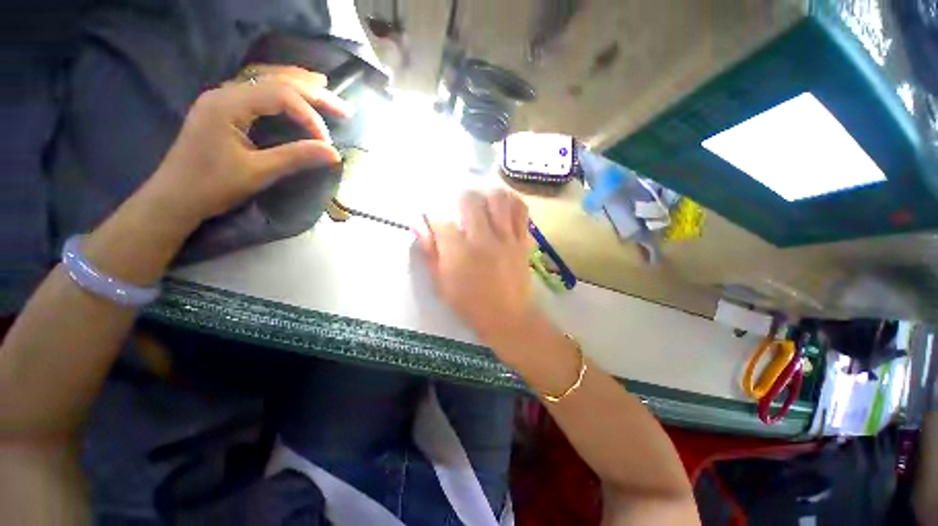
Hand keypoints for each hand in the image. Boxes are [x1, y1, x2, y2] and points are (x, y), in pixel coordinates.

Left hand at [143, 65, 352, 228]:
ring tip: (324, 87)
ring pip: (265, 80)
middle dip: (313, 92)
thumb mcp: (258, 173)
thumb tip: (334, 153)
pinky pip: (257, 90)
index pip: (280, 95)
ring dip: (297, 83)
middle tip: (343, 108)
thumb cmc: (212, 186)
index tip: (326, 143)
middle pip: (275, 80)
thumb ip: (296, 157)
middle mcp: (224, 92)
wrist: (175, 197)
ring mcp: (222, 99)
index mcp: (228, 104)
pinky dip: (281, 89)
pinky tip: (294, 93)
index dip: (309, 116)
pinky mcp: (224, 110)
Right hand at [416, 188, 535, 346]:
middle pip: (470, 200)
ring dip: (487, 194)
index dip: (434, 216)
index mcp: (459, 253)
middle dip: (460, 197)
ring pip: (498, 199)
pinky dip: (511, 202)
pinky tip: (503, 204)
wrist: (507, 317)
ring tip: (482, 200)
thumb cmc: (470, 304)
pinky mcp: (522, 241)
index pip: (442, 221)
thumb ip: (430, 253)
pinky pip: (521, 211)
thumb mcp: (441, 283)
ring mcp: (506, 238)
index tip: (434, 219)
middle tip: (458, 204)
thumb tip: (418, 226)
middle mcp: (483, 239)